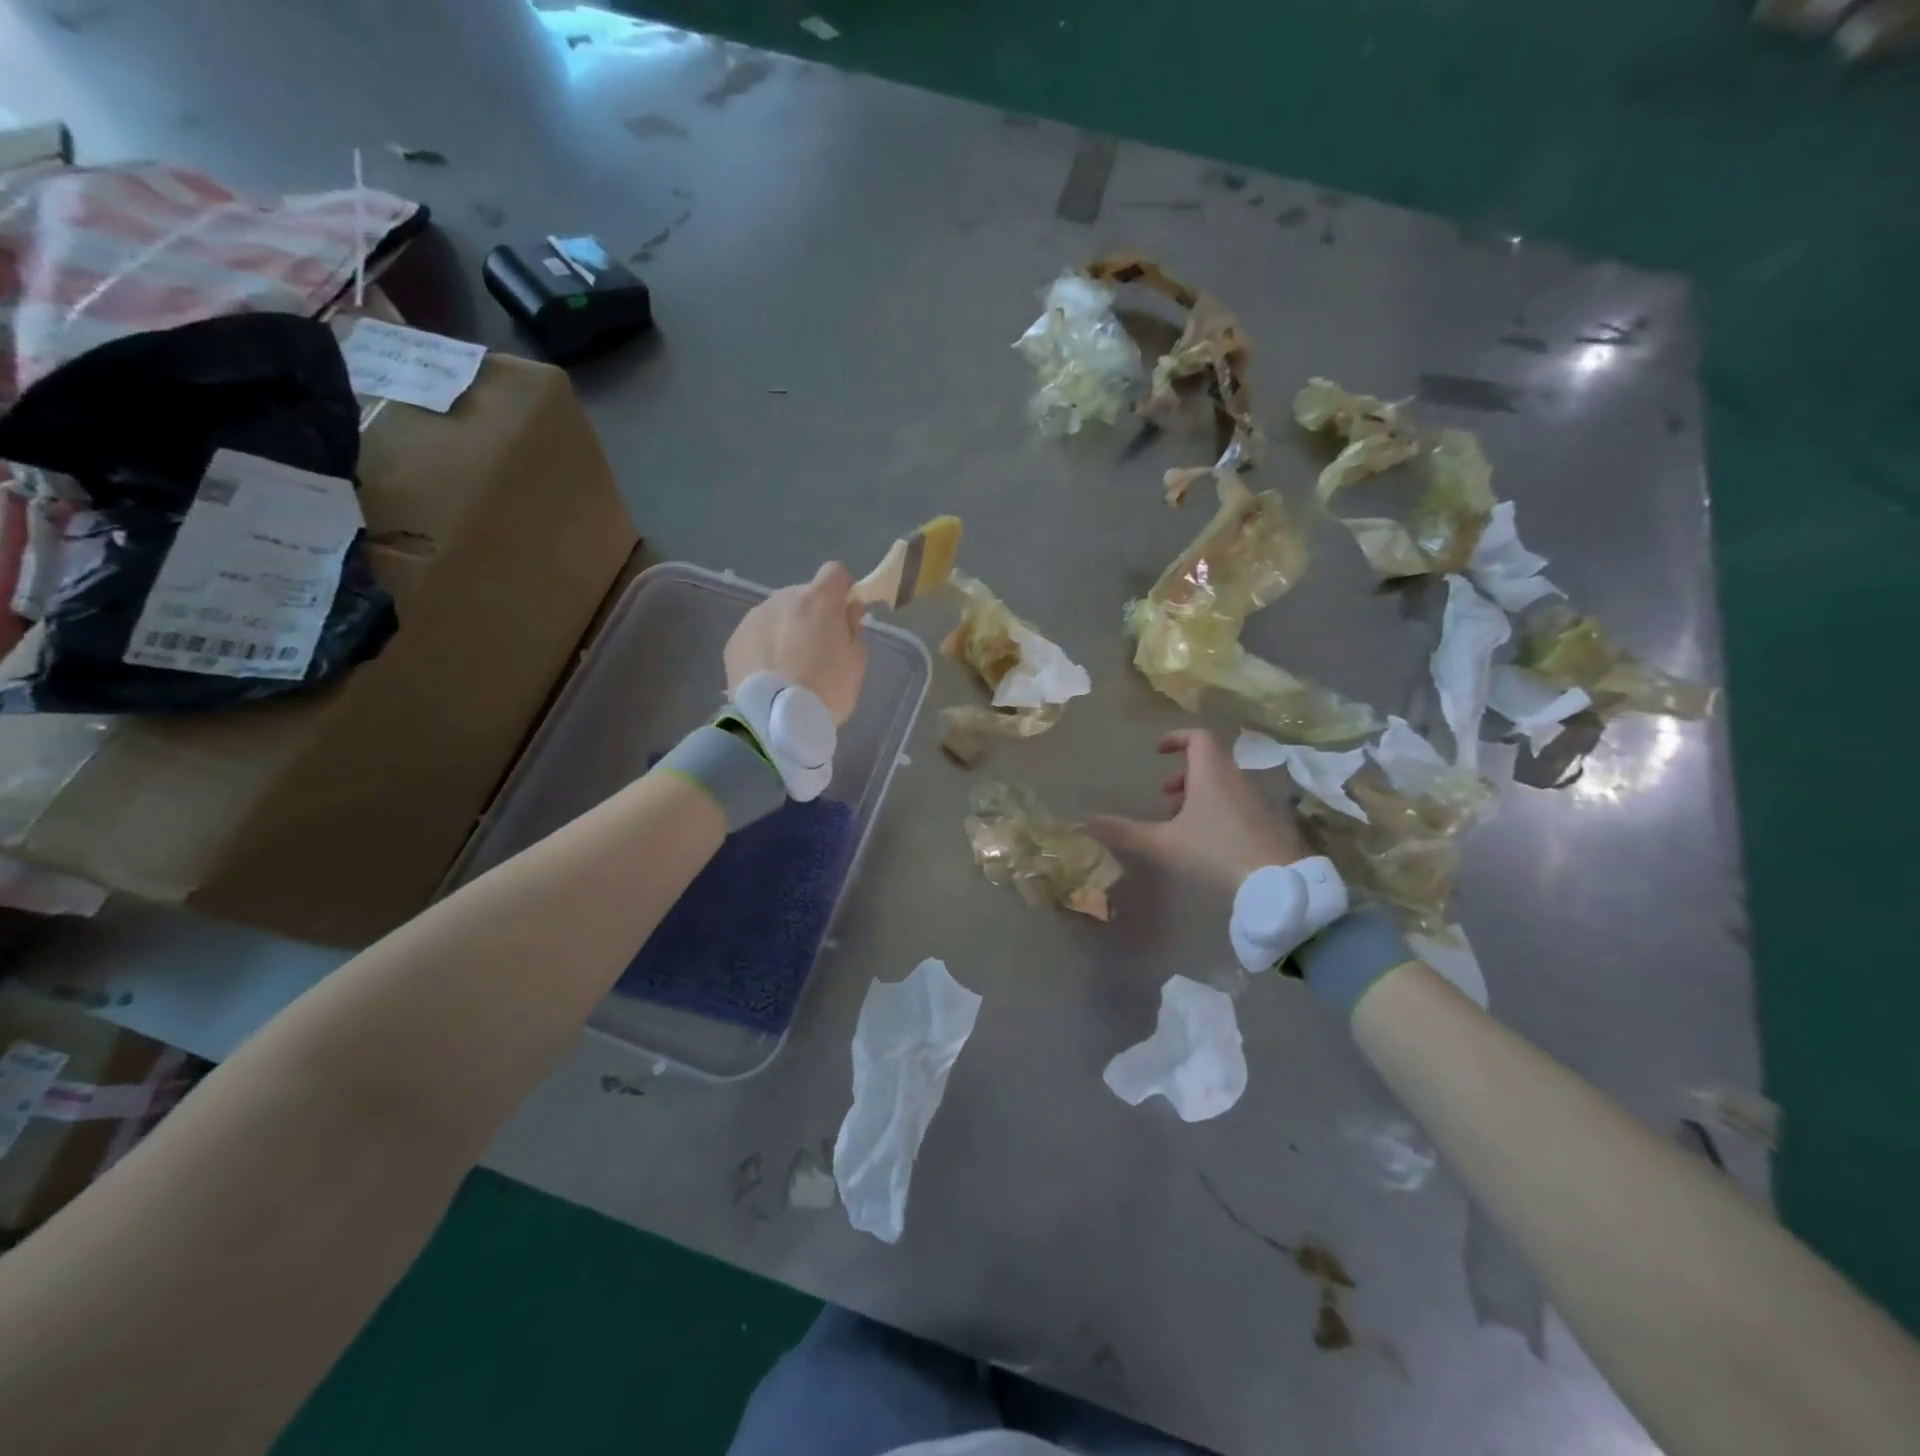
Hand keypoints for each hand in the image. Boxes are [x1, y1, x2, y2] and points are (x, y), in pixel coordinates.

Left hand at [725, 562, 868, 724]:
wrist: (775, 720)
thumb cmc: (827, 690)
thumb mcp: (856, 661)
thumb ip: (853, 626)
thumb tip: (847, 608)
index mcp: (819, 600)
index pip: (835, 571)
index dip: (842, 589)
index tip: (844, 612)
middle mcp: (783, 599)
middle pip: (803, 595)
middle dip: (812, 614)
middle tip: (817, 649)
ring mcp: (754, 617)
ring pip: (778, 614)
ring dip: (786, 629)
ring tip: (790, 666)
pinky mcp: (734, 640)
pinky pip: (757, 634)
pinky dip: (765, 646)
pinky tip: (770, 674)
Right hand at [1089, 729, 1306, 892]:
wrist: (1277, 882)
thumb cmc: (1215, 851)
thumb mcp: (1164, 843)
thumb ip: (1125, 831)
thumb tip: (1085, 821)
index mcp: (1211, 773)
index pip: (1197, 737)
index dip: (1177, 738)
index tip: (1158, 751)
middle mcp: (1234, 779)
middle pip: (1209, 761)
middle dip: (1184, 773)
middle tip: (1164, 795)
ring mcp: (1254, 800)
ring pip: (1222, 783)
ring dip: (1199, 794)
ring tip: (1180, 822)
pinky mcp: (1265, 821)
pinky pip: (1235, 802)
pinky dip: (1216, 809)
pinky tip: (1205, 841)